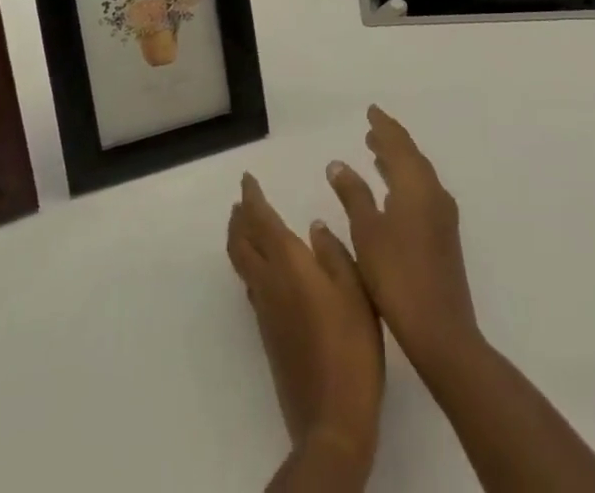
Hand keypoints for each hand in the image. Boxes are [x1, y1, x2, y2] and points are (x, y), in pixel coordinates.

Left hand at [227, 172, 383, 470]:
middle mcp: (269, 282)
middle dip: (238, 218)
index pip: (260, 220)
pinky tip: (265, 271)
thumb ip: (333, 252)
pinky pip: (251, 286)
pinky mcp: (268, 335)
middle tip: (241, 201)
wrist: (332, 417)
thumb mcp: (356, 289)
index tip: (247, 179)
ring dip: (240, 240)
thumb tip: (314, 226)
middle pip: (240, 243)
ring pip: (242, 265)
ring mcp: (265, 311)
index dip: (251, 197)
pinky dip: (250, 265)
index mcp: (288, 263)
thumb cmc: (351, 345)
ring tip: (246, 227)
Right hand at [327, 106, 481, 371]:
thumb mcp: (366, 232)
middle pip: (411, 156)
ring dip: (398, 162)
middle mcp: (433, 193)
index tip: (371, 111)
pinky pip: (422, 193)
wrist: (440, 331)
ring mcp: (442, 216)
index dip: (383, 125)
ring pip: (418, 176)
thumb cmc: (397, 276)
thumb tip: (338, 163)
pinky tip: (392, 195)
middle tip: (371, 130)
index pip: (398, 143)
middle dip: (391, 141)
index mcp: (416, 185)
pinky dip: (405, 183)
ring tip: (376, 154)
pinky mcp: (444, 237)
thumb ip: (352, 194)